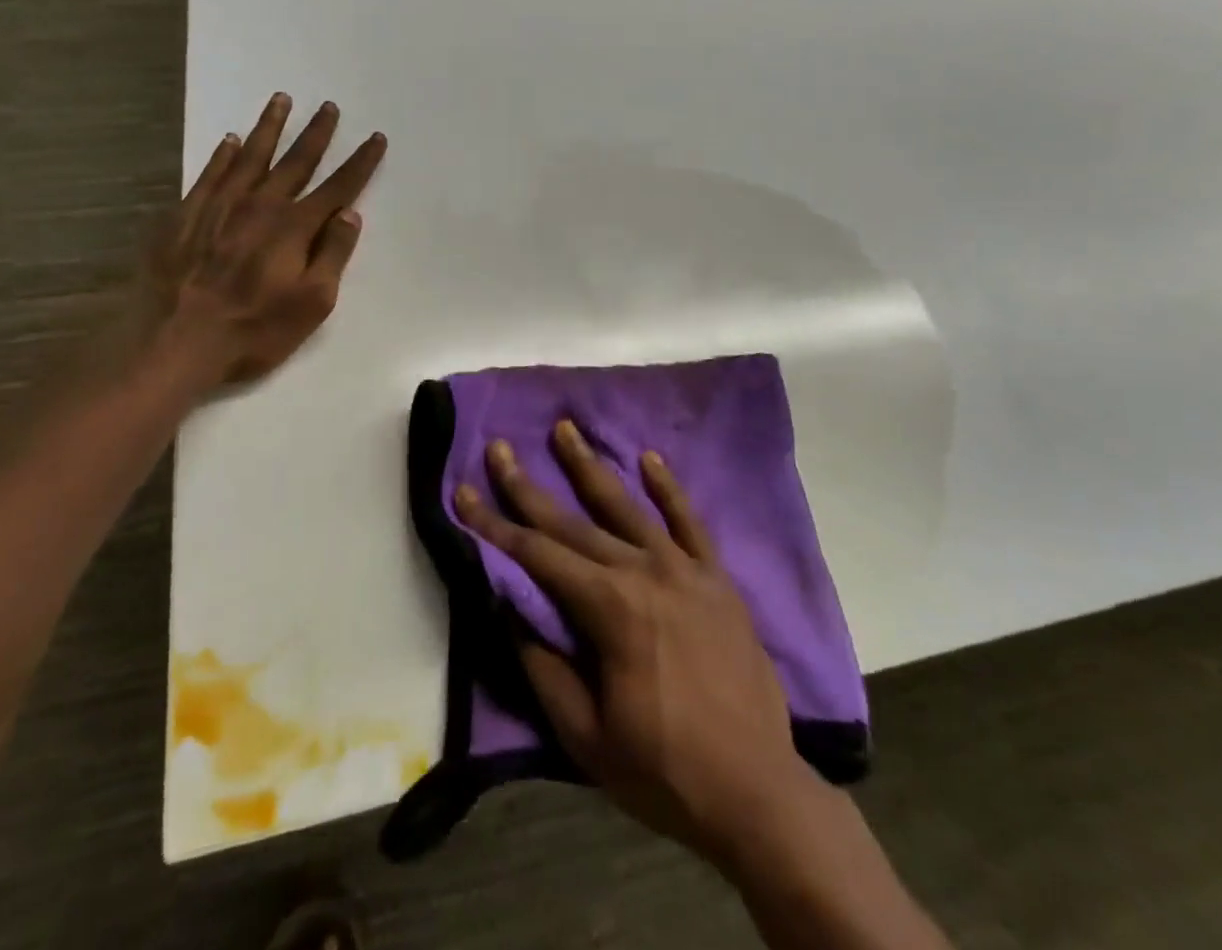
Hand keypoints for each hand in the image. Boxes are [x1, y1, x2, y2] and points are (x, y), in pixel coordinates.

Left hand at [126, 92, 385, 400]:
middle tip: (329, 106)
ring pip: (251, 156)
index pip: (338, 187)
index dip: (360, 163)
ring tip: (281, 100)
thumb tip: (350, 214)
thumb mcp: (312, 303)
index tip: (375, 138)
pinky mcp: (186, 214)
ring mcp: (219, 206)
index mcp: (294, 227)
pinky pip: (210, 172)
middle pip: (296, 161)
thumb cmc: (254, 330)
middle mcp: (260, 205)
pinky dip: (224, 154)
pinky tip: (231, 140)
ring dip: (270, 127)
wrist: (175, 340)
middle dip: (316, 133)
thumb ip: (333, 255)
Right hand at [454, 421, 815, 863]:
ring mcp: (685, 569)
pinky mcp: (717, 579)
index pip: (536, 555)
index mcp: (608, 607)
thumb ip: (542, 663)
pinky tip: (649, 459)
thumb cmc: (663, 770)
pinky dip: (668, 489)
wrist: (757, 792)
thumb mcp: (584, 733)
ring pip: (627, 506)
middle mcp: (643, 572)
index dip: (494, 524)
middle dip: (528, 487)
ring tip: (565, 429)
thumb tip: (509, 606)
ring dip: (591, 467)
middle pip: (574, 522)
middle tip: (500, 447)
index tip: (464, 491)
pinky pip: (690, 522)